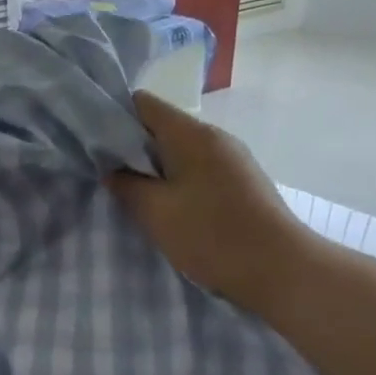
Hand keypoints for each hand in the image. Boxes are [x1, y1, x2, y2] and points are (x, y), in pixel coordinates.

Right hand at [110, 91, 313, 316]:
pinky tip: (167, 209)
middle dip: (132, 148)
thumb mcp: (156, 213)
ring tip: (133, 195)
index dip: (114, 118)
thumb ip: (126, 185)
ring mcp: (232, 160)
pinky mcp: (240, 182)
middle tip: (107, 175)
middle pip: (162, 126)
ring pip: (179, 151)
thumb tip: (111, 169)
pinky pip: (197, 170)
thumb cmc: (213, 236)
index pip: (143, 104)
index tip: (94, 144)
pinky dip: (176, 182)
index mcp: (192, 135)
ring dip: (154, 169)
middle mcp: (215, 138)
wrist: (281, 270)